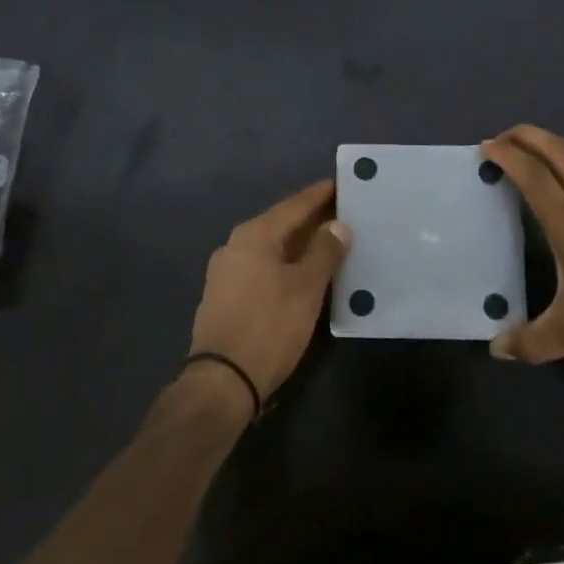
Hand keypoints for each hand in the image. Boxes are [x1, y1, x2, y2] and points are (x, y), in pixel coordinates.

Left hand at [188, 179, 348, 407]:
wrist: (222, 381)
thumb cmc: (269, 326)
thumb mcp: (306, 288)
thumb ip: (324, 252)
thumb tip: (338, 225)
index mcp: (254, 235)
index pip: (294, 205)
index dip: (319, 195)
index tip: (340, 183)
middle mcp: (235, 245)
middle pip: (280, 224)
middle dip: (310, 220)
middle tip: (342, 214)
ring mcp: (225, 272)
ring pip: (271, 248)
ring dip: (298, 244)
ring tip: (327, 243)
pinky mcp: (224, 296)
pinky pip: (261, 267)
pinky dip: (284, 264)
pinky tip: (301, 273)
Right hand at [481, 125, 563, 379]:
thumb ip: (532, 341)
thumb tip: (497, 348)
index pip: (535, 176)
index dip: (508, 155)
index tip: (484, 147)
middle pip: (560, 152)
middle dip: (528, 136)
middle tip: (499, 141)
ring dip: (546, 159)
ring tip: (520, 178)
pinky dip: (562, 184)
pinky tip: (556, 219)